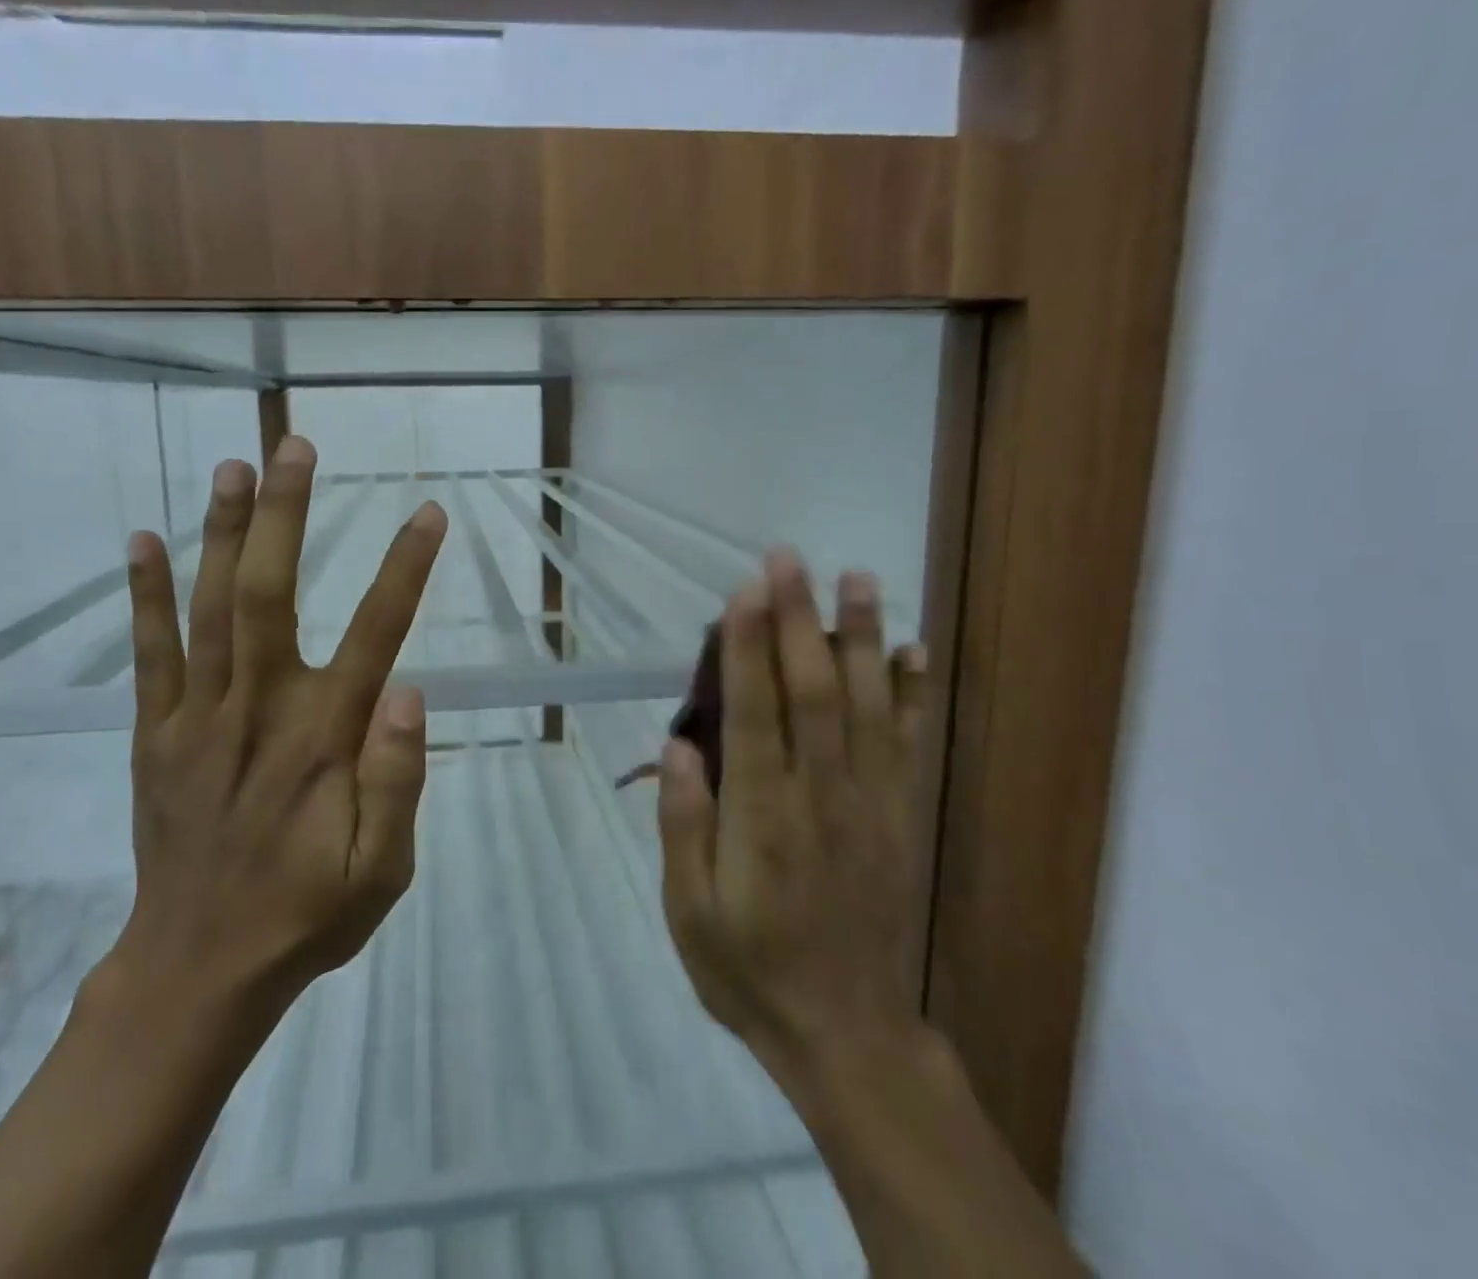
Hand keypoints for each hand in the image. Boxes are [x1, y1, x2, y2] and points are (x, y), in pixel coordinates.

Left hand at [99, 436, 448, 1040]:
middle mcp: (258, 711)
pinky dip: (145, 596)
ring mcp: (197, 719)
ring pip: (210, 608)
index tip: (428, 513)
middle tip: (295, 446)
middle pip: (270, 594)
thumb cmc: (306, 915)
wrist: (197, 969)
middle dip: (285, 515)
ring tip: (235, 465)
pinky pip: (150, 654)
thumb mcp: (383, 872)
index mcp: (323, 740)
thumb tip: (410, 692)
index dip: (405, 570)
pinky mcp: (155, 735)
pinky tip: (144, 541)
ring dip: (222, 532)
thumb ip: (399, 782)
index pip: (375, 635)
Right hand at [657, 553, 927, 1080]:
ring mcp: (868, 803)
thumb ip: (683, 825)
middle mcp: (819, 796)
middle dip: (797, 619)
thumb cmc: (749, 968)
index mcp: (760, 818)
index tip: (745, 591)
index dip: (748, 648)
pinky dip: (910, 693)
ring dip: (860, 637)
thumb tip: (680, 743)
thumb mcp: (688, 912)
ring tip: (858, 577)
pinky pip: (906, 744)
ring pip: (866, 705)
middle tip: (788, 558)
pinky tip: (911, 650)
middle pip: (811, 692)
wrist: (845, 1032)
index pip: (755, 714)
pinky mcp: (898, 817)